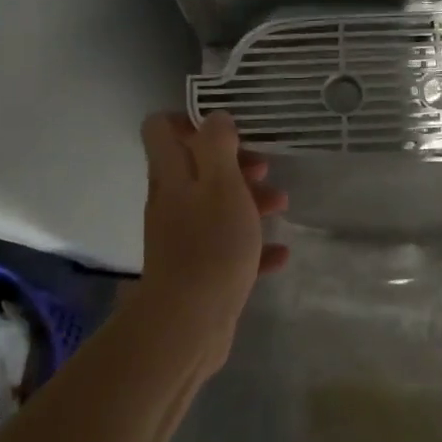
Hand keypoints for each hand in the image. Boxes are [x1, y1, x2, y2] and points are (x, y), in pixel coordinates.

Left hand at [138, 112, 287, 366]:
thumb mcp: (222, 183)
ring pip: (215, 206)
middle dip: (233, 163)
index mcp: (172, 175)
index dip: (189, 120)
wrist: (189, 323)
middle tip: (264, 168)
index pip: (160, 129)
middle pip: (196, 167)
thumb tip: (215, 118)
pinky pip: (226, 248)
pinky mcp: (197, 271)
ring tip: (281, 206)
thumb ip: (218, 145)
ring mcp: (182, 237)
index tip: (226, 129)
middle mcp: (171, 201)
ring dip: (248, 200)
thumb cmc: (211, 244)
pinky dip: (252, 245)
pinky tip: (280, 253)